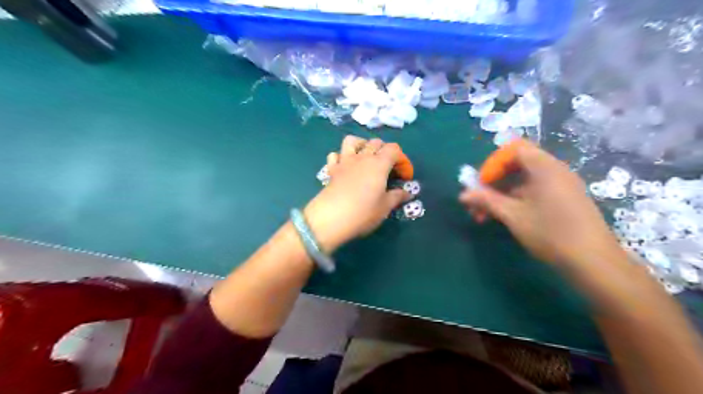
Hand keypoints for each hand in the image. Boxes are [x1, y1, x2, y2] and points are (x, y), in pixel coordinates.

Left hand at [304, 136, 412, 252]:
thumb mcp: (385, 207)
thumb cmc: (363, 212)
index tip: (404, 177)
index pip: (394, 150)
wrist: (331, 218)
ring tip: (366, 158)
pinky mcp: (332, 169)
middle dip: (385, 151)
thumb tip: (408, 193)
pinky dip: (341, 157)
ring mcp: (345, 161)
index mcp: (379, 164)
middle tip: (388, 169)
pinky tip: (345, 166)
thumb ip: (397, 197)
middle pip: (376, 142)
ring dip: (361, 145)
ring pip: (353, 141)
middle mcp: (362, 157)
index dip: (402, 160)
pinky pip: (335, 155)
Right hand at [463, 140, 619, 267]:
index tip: (481, 184)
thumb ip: (486, 200)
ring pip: (523, 181)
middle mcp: (554, 170)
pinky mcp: (565, 199)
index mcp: (544, 167)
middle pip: (517, 164)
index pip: (513, 149)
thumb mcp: (512, 215)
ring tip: (485, 215)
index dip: (493, 164)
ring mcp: (561, 185)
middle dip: (493, 181)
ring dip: (502, 194)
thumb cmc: (550, 232)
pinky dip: (516, 199)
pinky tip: (506, 218)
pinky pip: (535, 190)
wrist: (594, 262)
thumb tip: (463, 194)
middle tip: (478, 201)